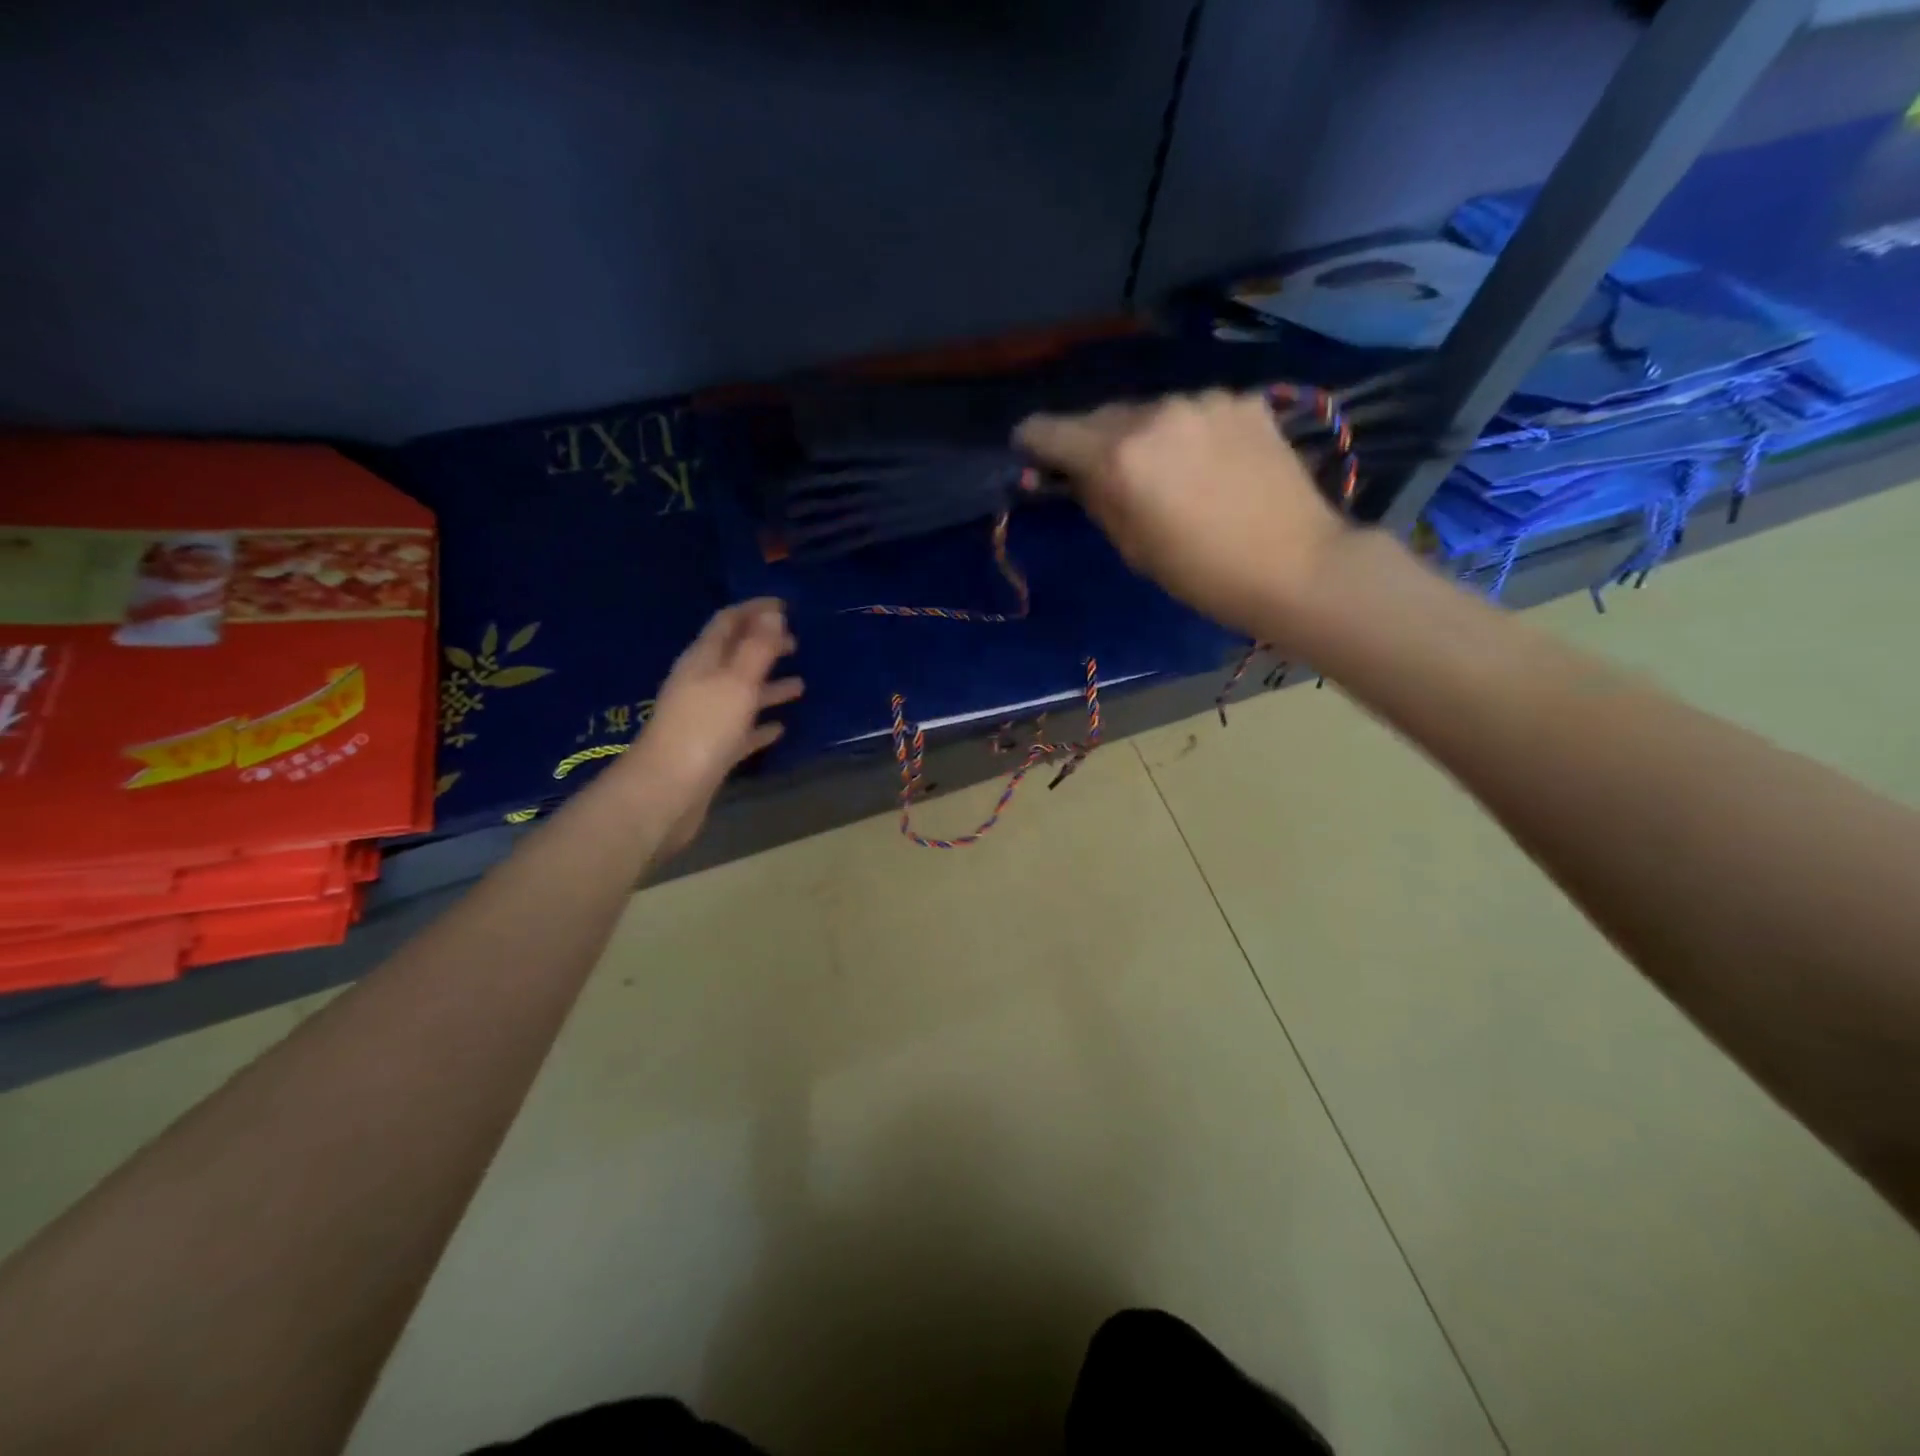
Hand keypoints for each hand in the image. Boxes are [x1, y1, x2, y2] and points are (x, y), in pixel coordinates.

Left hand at [606, 599, 802, 853]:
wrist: (667, 792)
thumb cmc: (704, 729)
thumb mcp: (736, 682)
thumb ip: (757, 648)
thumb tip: (772, 614)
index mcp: (702, 661)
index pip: (727, 622)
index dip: (754, 610)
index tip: (785, 605)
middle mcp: (700, 684)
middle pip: (734, 656)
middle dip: (764, 646)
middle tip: (796, 642)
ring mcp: (704, 718)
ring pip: (741, 693)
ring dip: (768, 686)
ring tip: (800, 685)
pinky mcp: (711, 750)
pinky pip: (741, 729)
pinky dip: (760, 724)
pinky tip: (780, 728)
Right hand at [1015, 391, 1349, 640]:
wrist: (1296, 565)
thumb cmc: (1201, 573)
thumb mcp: (1131, 546)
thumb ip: (1094, 499)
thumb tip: (1070, 475)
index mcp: (1119, 456)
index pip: (1051, 431)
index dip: (1033, 442)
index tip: (1031, 453)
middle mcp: (1155, 414)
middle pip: (1101, 416)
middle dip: (1092, 442)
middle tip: (1104, 474)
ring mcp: (1204, 401)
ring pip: (1150, 412)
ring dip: (1144, 435)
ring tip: (1167, 472)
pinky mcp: (1243, 400)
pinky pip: (1195, 412)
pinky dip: (1188, 433)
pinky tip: (1211, 464)